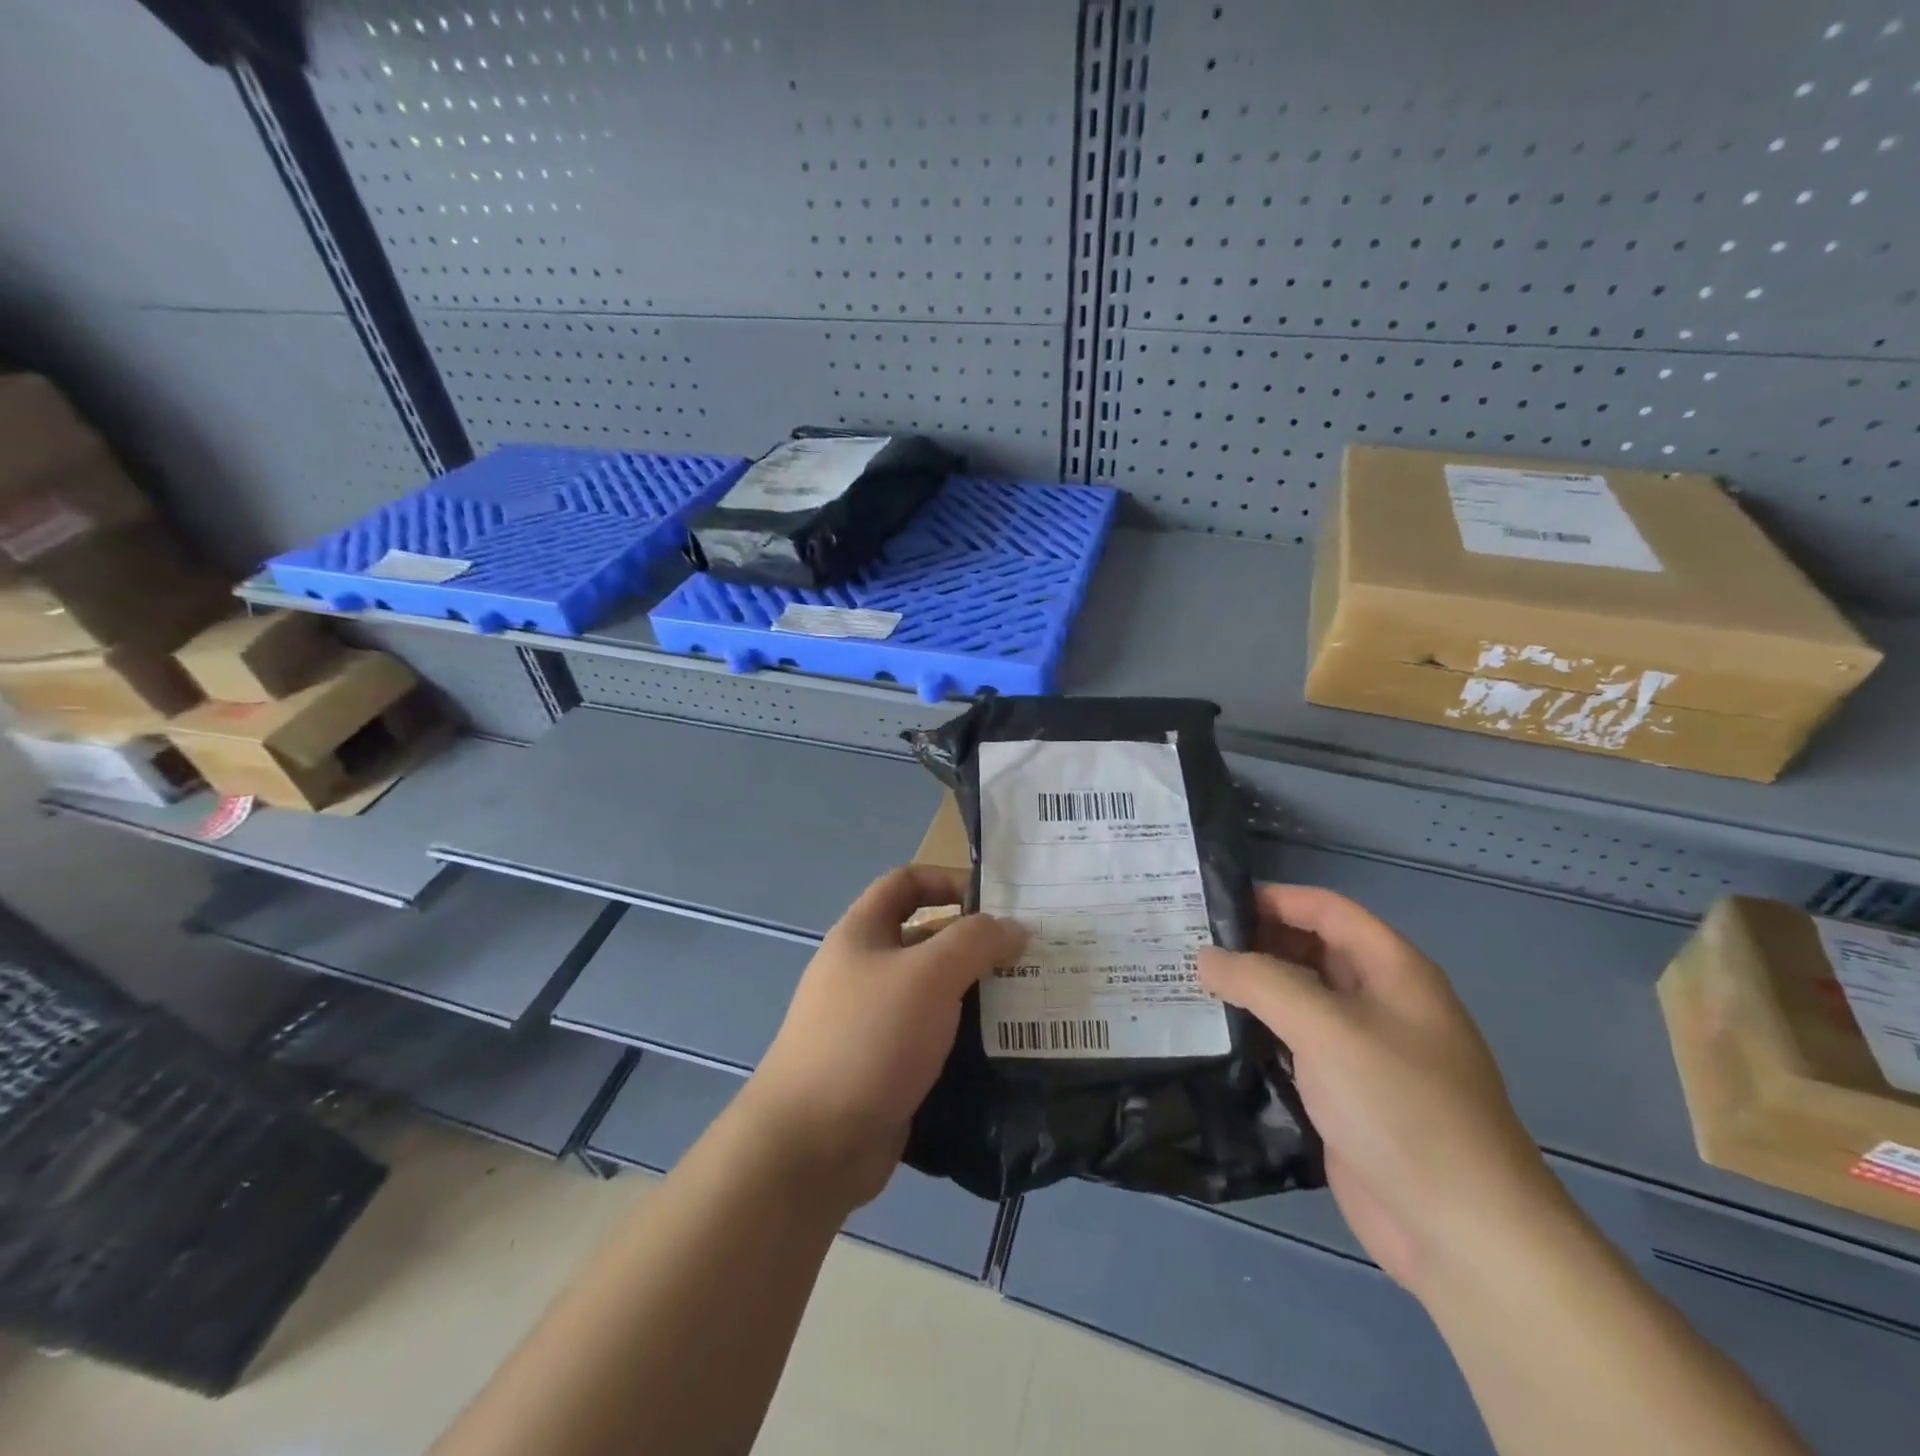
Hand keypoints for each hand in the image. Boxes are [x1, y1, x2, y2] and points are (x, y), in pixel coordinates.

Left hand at [742, 865, 1026, 1209]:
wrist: (813, 1144)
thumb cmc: (869, 1038)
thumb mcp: (928, 974)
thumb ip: (975, 942)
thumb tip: (1013, 928)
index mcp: (862, 933)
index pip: (906, 882)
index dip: (949, 880)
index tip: (998, 903)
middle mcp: (866, 970)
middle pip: (927, 939)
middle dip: (977, 944)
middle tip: (1033, 958)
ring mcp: (875, 1022)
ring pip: (936, 993)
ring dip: (979, 995)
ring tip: (1032, 1003)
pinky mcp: (888, 1067)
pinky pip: (935, 1039)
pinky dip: (967, 1039)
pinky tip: (1007, 1049)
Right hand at [1197, 885, 1567, 1295]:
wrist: (1461, 1232)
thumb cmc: (1400, 1107)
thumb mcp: (1325, 1028)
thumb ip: (1259, 982)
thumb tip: (1205, 956)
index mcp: (1393, 970)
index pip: (1325, 909)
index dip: (1273, 898)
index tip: (1211, 904)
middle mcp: (1379, 1001)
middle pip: (1311, 950)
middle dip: (1256, 941)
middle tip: (1189, 942)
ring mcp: (1362, 1050)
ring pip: (1299, 999)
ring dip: (1252, 988)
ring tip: (1189, 981)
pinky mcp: (1344, 1093)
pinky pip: (1294, 1045)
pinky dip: (1258, 1032)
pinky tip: (1215, 1033)